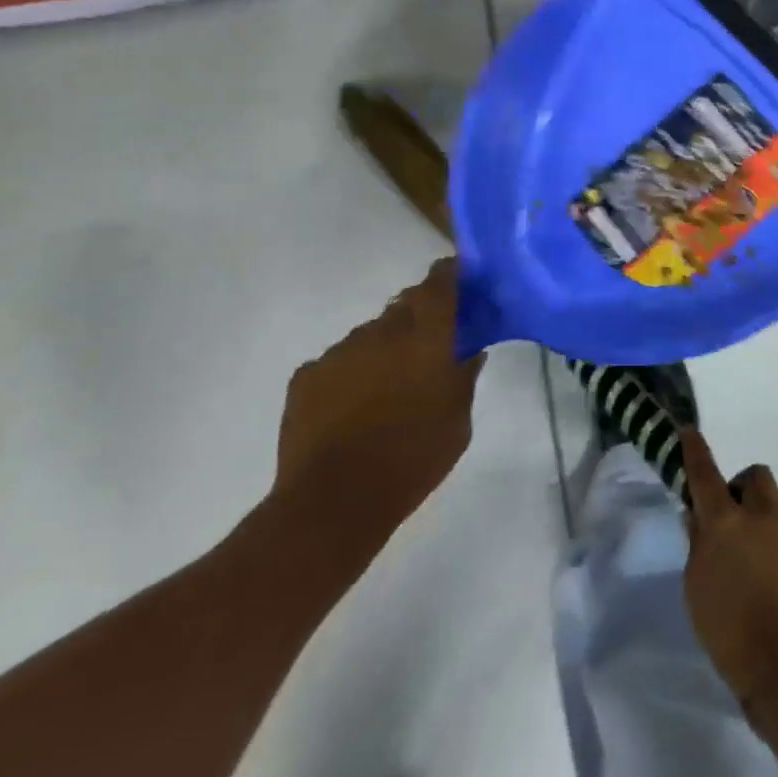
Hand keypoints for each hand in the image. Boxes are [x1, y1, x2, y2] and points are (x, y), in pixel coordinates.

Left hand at [273, 258, 483, 515]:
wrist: (333, 501)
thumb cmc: (412, 459)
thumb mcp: (458, 423)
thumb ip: (464, 377)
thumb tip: (470, 350)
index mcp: (425, 336)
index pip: (440, 282)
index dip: (450, 275)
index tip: (460, 279)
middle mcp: (381, 331)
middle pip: (404, 306)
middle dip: (418, 318)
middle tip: (427, 348)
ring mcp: (340, 350)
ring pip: (370, 336)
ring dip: (383, 350)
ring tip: (385, 390)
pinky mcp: (307, 375)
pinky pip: (338, 362)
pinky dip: (350, 375)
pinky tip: (351, 409)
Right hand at [680, 429, 777, 707]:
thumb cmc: (730, 633)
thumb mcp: (696, 589)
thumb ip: (698, 545)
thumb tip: (698, 516)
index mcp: (725, 522)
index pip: (704, 473)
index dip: (695, 449)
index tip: (689, 430)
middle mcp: (763, 514)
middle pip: (757, 476)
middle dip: (746, 488)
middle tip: (739, 517)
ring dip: (771, 516)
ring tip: (766, 552)